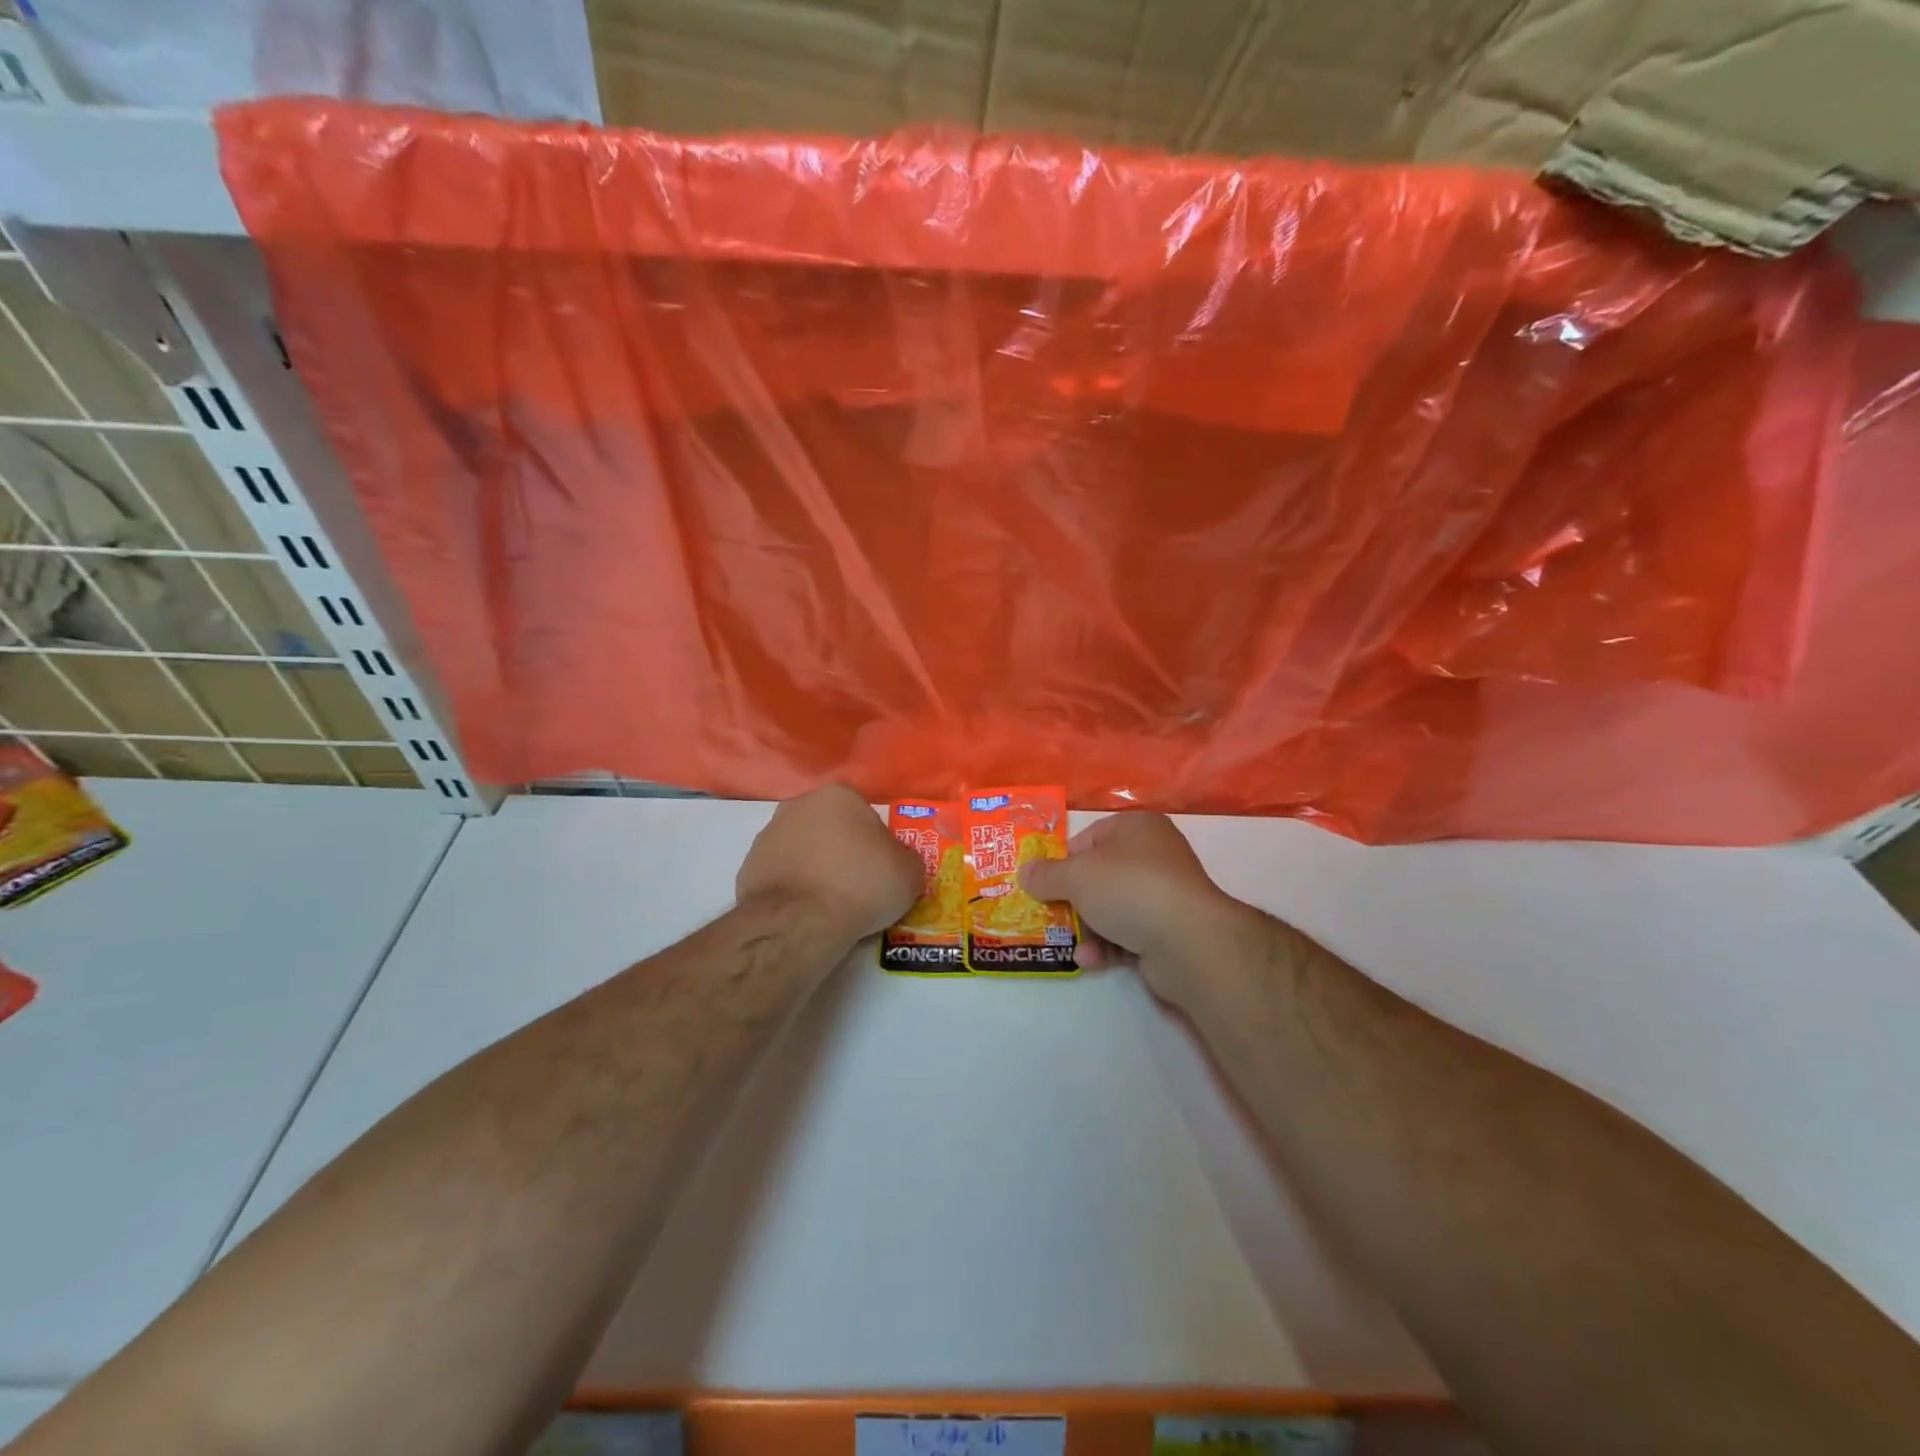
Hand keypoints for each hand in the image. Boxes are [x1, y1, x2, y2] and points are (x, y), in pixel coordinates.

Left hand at [737, 784, 923, 943]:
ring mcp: (767, 836)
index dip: (876, 843)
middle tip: (858, 886)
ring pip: (803, 851)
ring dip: (815, 869)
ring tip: (831, 905)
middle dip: (842, 851)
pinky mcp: (747, 868)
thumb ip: (905, 859)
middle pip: (830, 828)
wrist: (800, 921)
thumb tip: (897, 863)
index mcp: (838, 795)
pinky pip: (782, 876)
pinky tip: (806, 913)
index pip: (865, 814)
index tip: (881, 870)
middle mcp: (798, 805)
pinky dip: (794, 890)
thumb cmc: (861, 884)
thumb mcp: (909, 872)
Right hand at [1019, 812, 1253, 1005]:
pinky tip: (1092, 960)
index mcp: (1136, 828)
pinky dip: (1108, 946)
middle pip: (1099, 876)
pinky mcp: (1169, 929)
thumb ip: (1046, 874)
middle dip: (1072, 900)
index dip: (1063, 861)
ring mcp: (1164, 894)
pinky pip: (1128, 933)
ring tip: (1072, 945)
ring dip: (1088, 928)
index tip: (1043, 883)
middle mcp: (1154, 855)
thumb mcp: (1075, 876)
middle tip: (1049, 915)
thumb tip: (1025, 872)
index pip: (1089, 838)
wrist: (1187, 940)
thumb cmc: (1128, 888)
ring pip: (1111, 908)